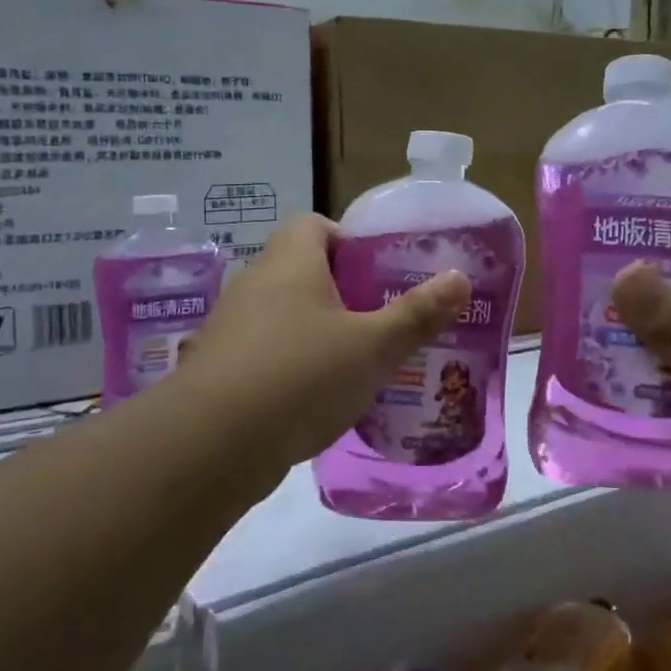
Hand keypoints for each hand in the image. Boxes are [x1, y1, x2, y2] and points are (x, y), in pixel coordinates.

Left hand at [172, 214, 468, 484]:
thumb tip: (459, 277)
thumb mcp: (373, 347)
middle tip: (380, 320)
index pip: (315, 225)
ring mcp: (230, 328)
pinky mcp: (218, 370)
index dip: (349, 241)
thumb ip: (417, 314)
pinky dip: (291, 367)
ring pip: (283, 316)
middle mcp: (254, 284)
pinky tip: (317, 400)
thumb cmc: (301, 375)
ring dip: (316, 333)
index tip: (379, 273)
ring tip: (357, 363)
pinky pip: (264, 354)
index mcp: (290, 262)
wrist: (211, 445)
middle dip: (342, 293)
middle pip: (301, 271)